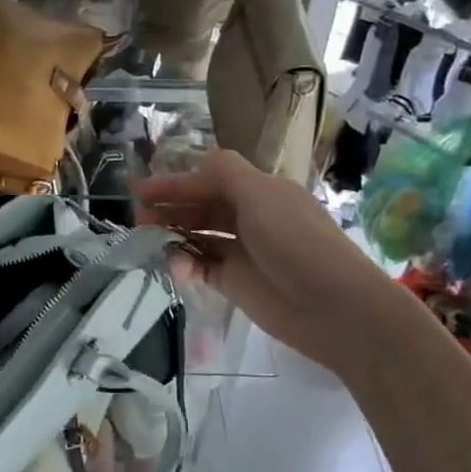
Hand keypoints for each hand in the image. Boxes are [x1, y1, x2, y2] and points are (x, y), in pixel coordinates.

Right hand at [135, 150, 385, 368]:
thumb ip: (223, 173)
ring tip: (147, 240)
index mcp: (259, 191)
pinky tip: (178, 268)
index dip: (176, 182)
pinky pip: (200, 266)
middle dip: (169, 208)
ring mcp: (241, 251)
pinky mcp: (234, 282)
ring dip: (172, 235)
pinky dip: (185, 264)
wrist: (332, 307)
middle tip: (138, 218)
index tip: (140, 190)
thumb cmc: (296, 242)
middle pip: (199, 206)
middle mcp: (249, 217)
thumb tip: (193, 165)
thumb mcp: (261, 195)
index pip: (209, 178)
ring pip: (196, 235)